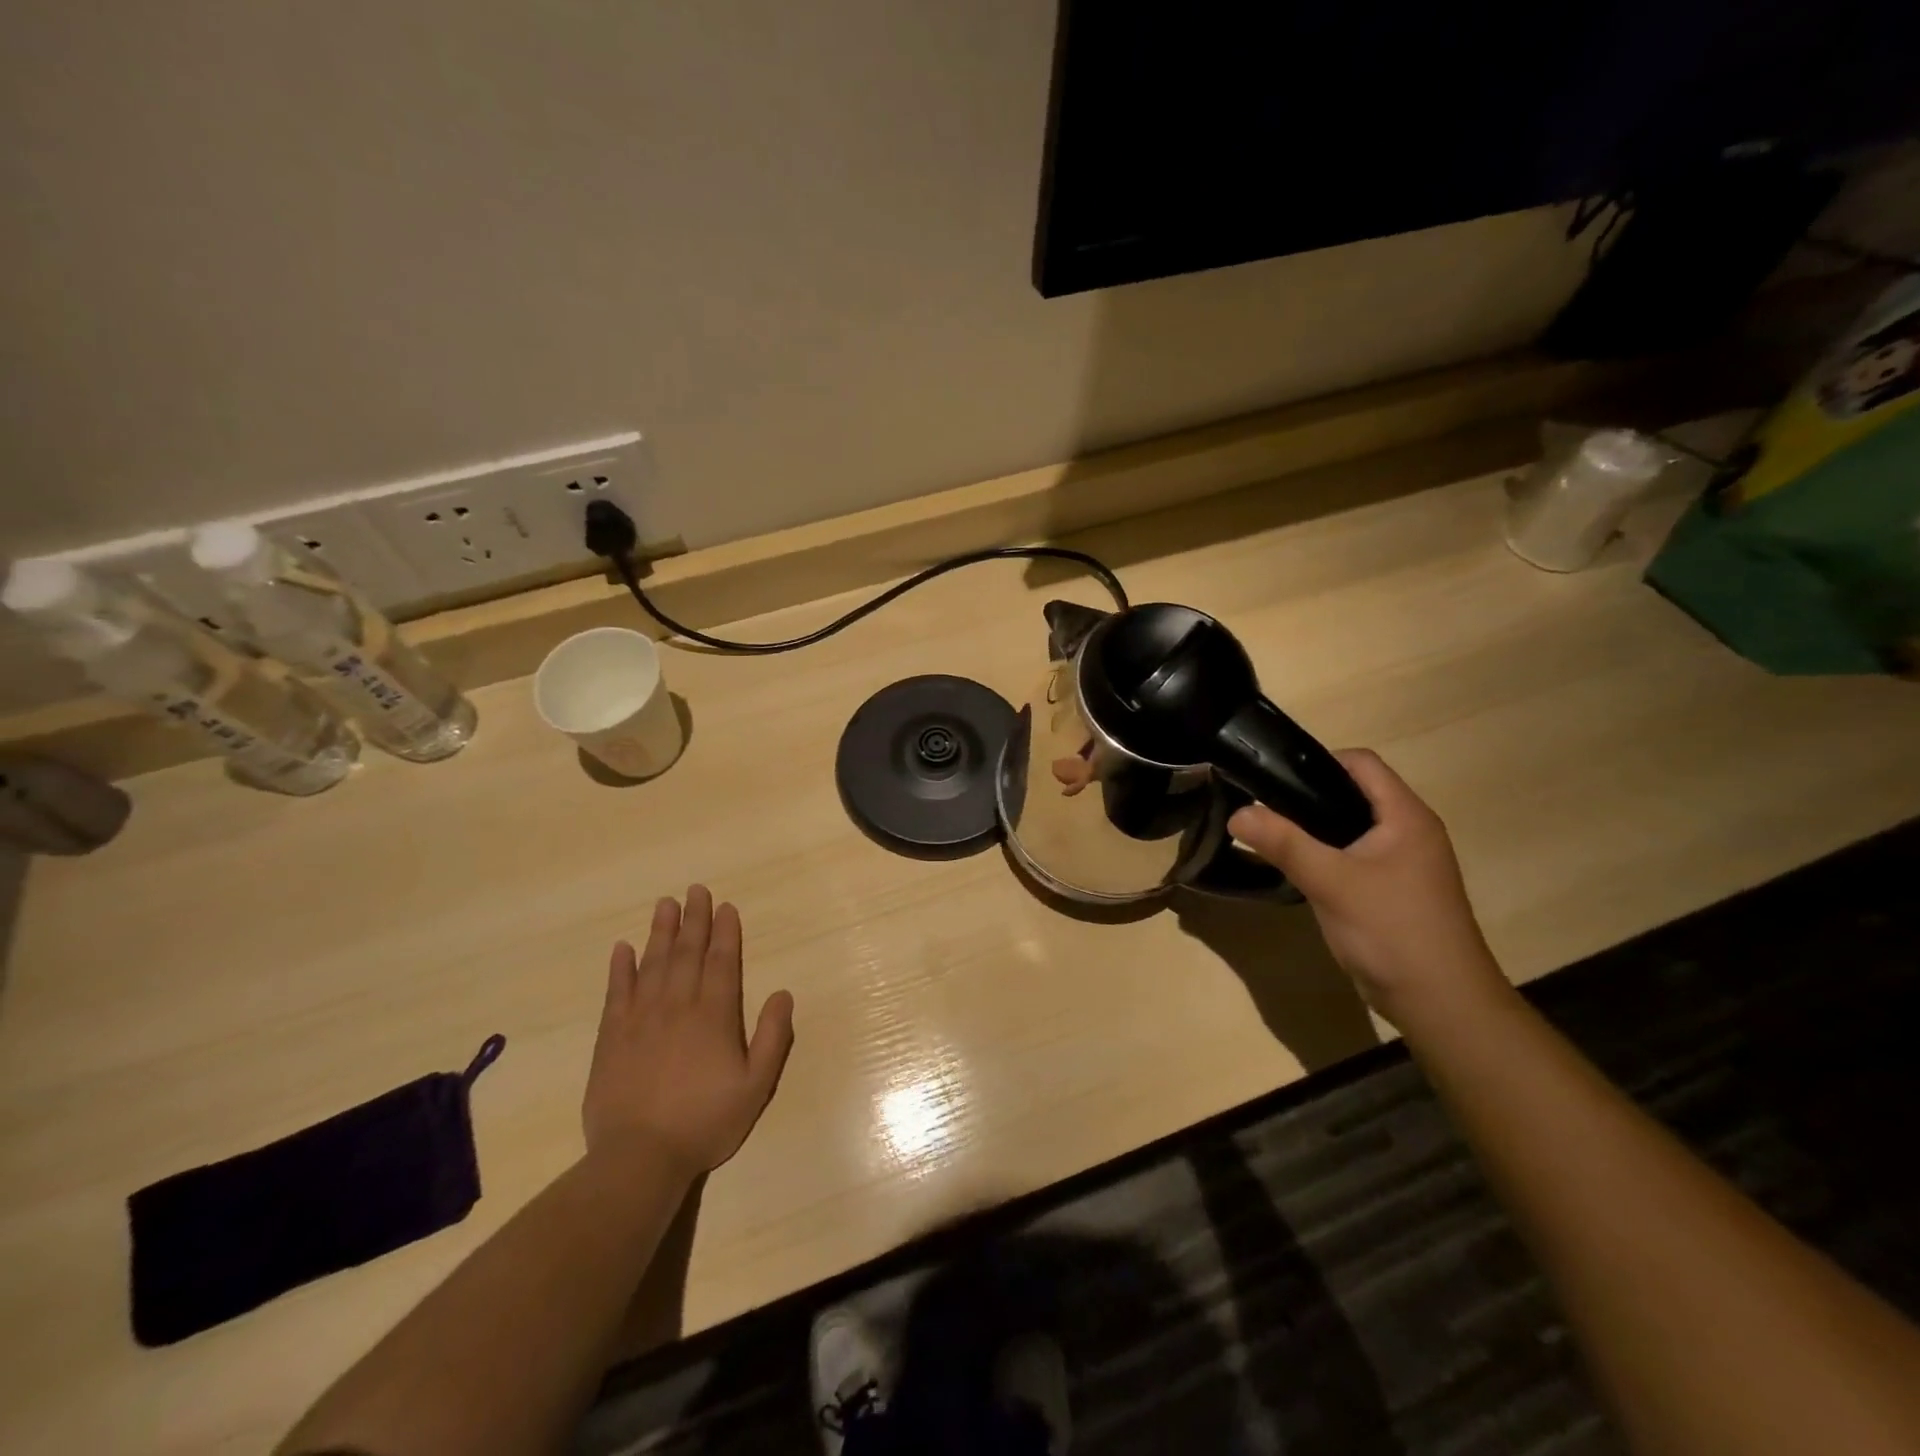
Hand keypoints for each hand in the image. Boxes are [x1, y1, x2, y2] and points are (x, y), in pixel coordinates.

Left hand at [583, 886, 794, 1174]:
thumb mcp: (756, 1085)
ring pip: (653, 964)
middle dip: (694, 920)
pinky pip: (616, 993)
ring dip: (660, 932)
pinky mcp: (611, 1037)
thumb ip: (772, 1037)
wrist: (639, 1158)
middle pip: (687, 953)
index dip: (725, 932)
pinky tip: (622, 948)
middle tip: (695, 890)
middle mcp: (678, 1006)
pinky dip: (620, 968)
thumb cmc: (705, 1122)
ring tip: (665, 904)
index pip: (721, 962)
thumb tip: (783, 993)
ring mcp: (640, 1019)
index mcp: (714, 1016)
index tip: (725, 907)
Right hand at [1228, 750, 1508, 1029]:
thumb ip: (1283, 843)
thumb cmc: (1392, 930)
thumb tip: (1237, 813)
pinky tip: (1298, 870)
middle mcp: (1410, 832)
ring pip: (1352, 827)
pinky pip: (1354, 857)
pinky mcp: (1393, 891)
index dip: (1318, 760)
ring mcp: (1404, 864)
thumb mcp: (1331, 882)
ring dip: (1315, 827)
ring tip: (1273, 834)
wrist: (1441, 1003)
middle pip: (1355, 792)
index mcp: (1406, 817)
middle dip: (1308, 794)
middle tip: (1264, 806)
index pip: (1362, 763)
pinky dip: (1326, 855)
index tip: (1273, 777)